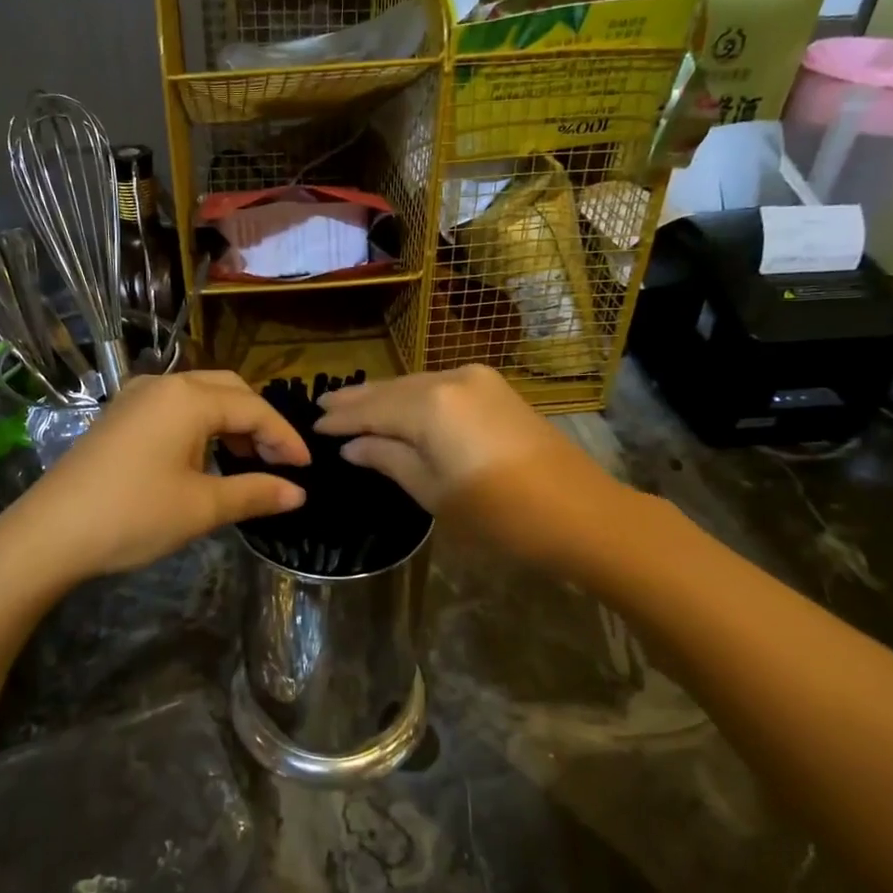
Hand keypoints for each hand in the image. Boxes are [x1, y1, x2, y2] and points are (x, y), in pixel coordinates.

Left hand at [14, 371, 308, 578]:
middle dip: (259, 423)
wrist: (49, 533)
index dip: (285, 438)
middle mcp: (163, 385)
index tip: (306, 470)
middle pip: (229, 390)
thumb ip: (255, 492)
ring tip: (245, 461)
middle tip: (278, 461)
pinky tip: (204, 457)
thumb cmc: (133, 515)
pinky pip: (174, 407)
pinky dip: (201, 425)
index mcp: (189, 398)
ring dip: (230, 422)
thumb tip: (298, 493)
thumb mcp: (202, 507)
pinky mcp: (119, 416)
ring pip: (200, 396)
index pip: (254, 410)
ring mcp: (136, 397)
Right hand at [314, 366, 602, 551]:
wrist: (580, 512)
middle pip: (392, 389)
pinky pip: (440, 387)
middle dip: (358, 401)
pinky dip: (414, 398)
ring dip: (385, 397)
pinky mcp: (496, 389)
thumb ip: (388, 460)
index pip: (371, 409)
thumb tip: (352, 447)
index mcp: (430, 404)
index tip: (312, 425)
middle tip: (323, 408)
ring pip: (416, 385)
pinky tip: (399, 408)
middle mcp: (450, 378)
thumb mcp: (432, 492)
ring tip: (352, 407)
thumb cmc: (499, 513)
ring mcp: (478, 379)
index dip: (340, 420)